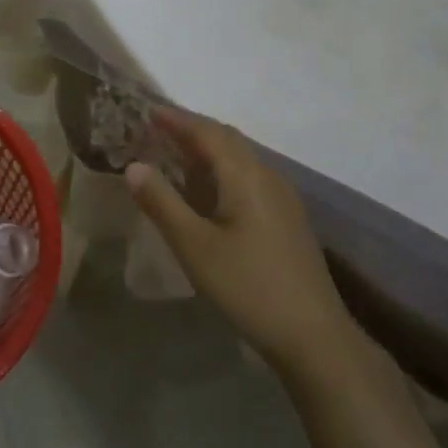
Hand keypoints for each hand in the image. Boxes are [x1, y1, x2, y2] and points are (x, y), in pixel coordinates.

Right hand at [125, 108, 353, 375]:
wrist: (314, 336)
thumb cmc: (248, 287)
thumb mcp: (194, 246)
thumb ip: (162, 203)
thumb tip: (134, 166)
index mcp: (246, 176)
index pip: (208, 132)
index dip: (176, 119)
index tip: (146, 111)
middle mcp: (268, 177)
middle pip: (227, 141)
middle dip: (191, 131)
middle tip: (154, 131)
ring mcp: (282, 200)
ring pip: (240, 160)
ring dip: (206, 152)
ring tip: (173, 157)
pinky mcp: (286, 221)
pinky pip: (248, 180)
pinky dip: (220, 173)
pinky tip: (205, 195)